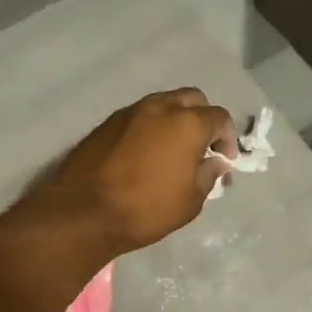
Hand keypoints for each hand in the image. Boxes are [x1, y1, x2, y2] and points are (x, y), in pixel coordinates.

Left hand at [31, 89, 237, 255]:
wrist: (84, 212)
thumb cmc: (146, 209)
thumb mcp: (190, 201)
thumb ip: (207, 176)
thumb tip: (214, 162)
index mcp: (187, 123)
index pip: (219, 118)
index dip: (227, 138)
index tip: (224, 159)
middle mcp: (159, 107)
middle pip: (191, 99)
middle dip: (202, 118)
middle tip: (201, 146)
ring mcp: (129, 112)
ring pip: (162, 103)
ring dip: (174, 120)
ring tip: (172, 149)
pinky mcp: (105, 124)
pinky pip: (137, 117)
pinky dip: (149, 128)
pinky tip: (144, 153)